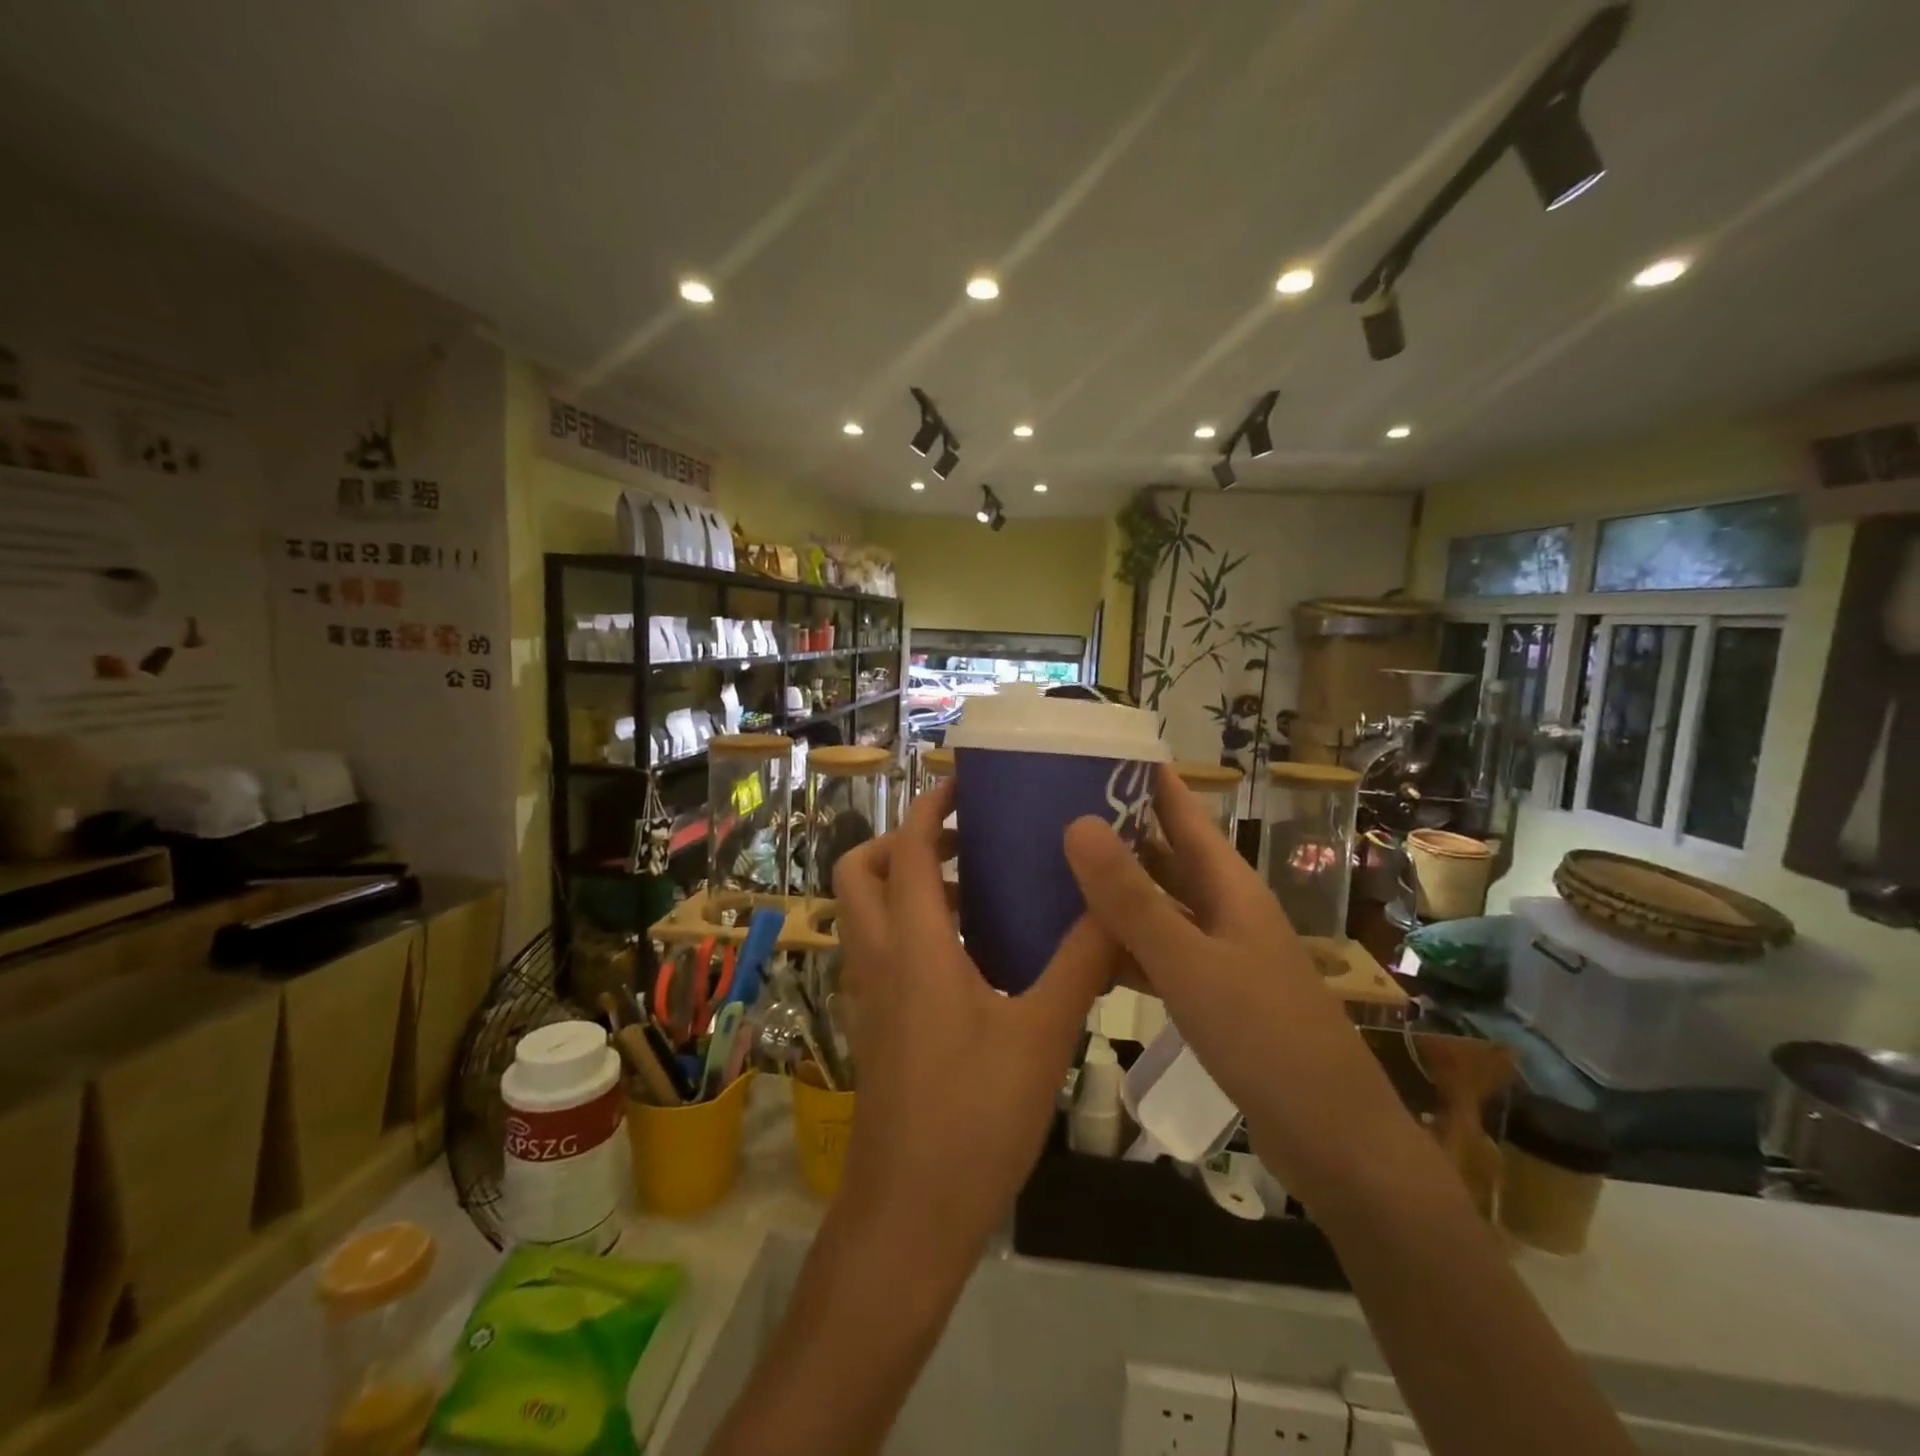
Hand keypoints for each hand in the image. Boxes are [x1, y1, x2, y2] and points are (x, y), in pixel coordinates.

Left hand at [832, 779, 1116, 1276]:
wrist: (909, 1215)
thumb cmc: (973, 1117)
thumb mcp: (1041, 1034)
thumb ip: (1081, 962)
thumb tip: (1116, 902)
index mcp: (913, 945)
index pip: (910, 850)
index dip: (931, 808)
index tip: (965, 784)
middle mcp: (879, 958)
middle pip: (862, 870)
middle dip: (905, 841)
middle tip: (966, 841)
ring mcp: (869, 994)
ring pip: (868, 911)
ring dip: (912, 885)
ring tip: (981, 891)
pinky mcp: (876, 1024)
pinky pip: (882, 949)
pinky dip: (913, 927)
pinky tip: (973, 955)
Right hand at [1063, 765, 1418, 1201]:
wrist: (1335, 1142)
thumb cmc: (1266, 1039)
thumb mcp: (1189, 964)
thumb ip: (1131, 899)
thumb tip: (1077, 822)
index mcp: (1229, 887)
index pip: (1183, 812)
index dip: (1147, 779)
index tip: (1096, 749)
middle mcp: (1224, 910)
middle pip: (1164, 856)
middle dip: (1116, 830)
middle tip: (1051, 808)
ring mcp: (1219, 955)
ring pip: (1157, 907)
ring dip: (1113, 890)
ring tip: (1053, 870)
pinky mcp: (1211, 996)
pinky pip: (1157, 955)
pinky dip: (1122, 947)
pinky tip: (1082, 950)